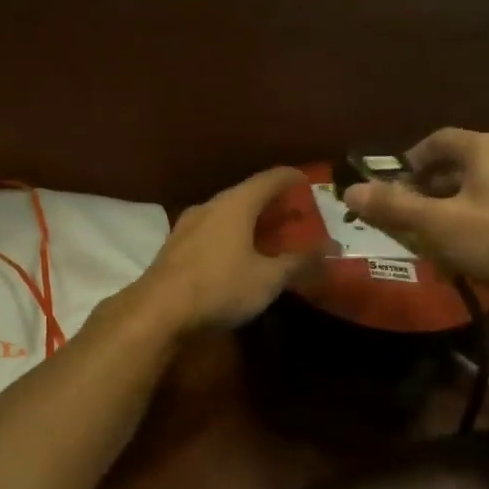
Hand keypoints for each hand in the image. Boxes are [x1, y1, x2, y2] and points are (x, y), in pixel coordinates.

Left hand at [135, 167, 321, 332]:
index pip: (270, 178)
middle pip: (246, 194)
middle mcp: (211, 205)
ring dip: (249, 219)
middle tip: (294, 214)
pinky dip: (231, 234)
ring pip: (226, 212)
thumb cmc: (219, 286)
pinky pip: (212, 230)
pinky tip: (237, 253)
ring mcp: (188, 224)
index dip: (292, 178)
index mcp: (236, 204)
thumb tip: (331, 250)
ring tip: (268, 233)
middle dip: (272, 202)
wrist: (157, 310)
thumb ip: (300, 262)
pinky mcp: (176, 245)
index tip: (308, 181)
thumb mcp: (268, 279)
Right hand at [343, 129, 488, 300]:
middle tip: (401, 216)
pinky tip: (459, 251)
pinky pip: (488, 207)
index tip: (388, 188)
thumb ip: (393, 206)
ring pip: (470, 189)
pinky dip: (466, 221)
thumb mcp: (438, 224)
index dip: (407, 162)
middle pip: (452, 165)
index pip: (435, 141)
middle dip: (422, 190)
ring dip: (442, 209)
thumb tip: (349, 191)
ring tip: (426, 237)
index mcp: (485, 148)